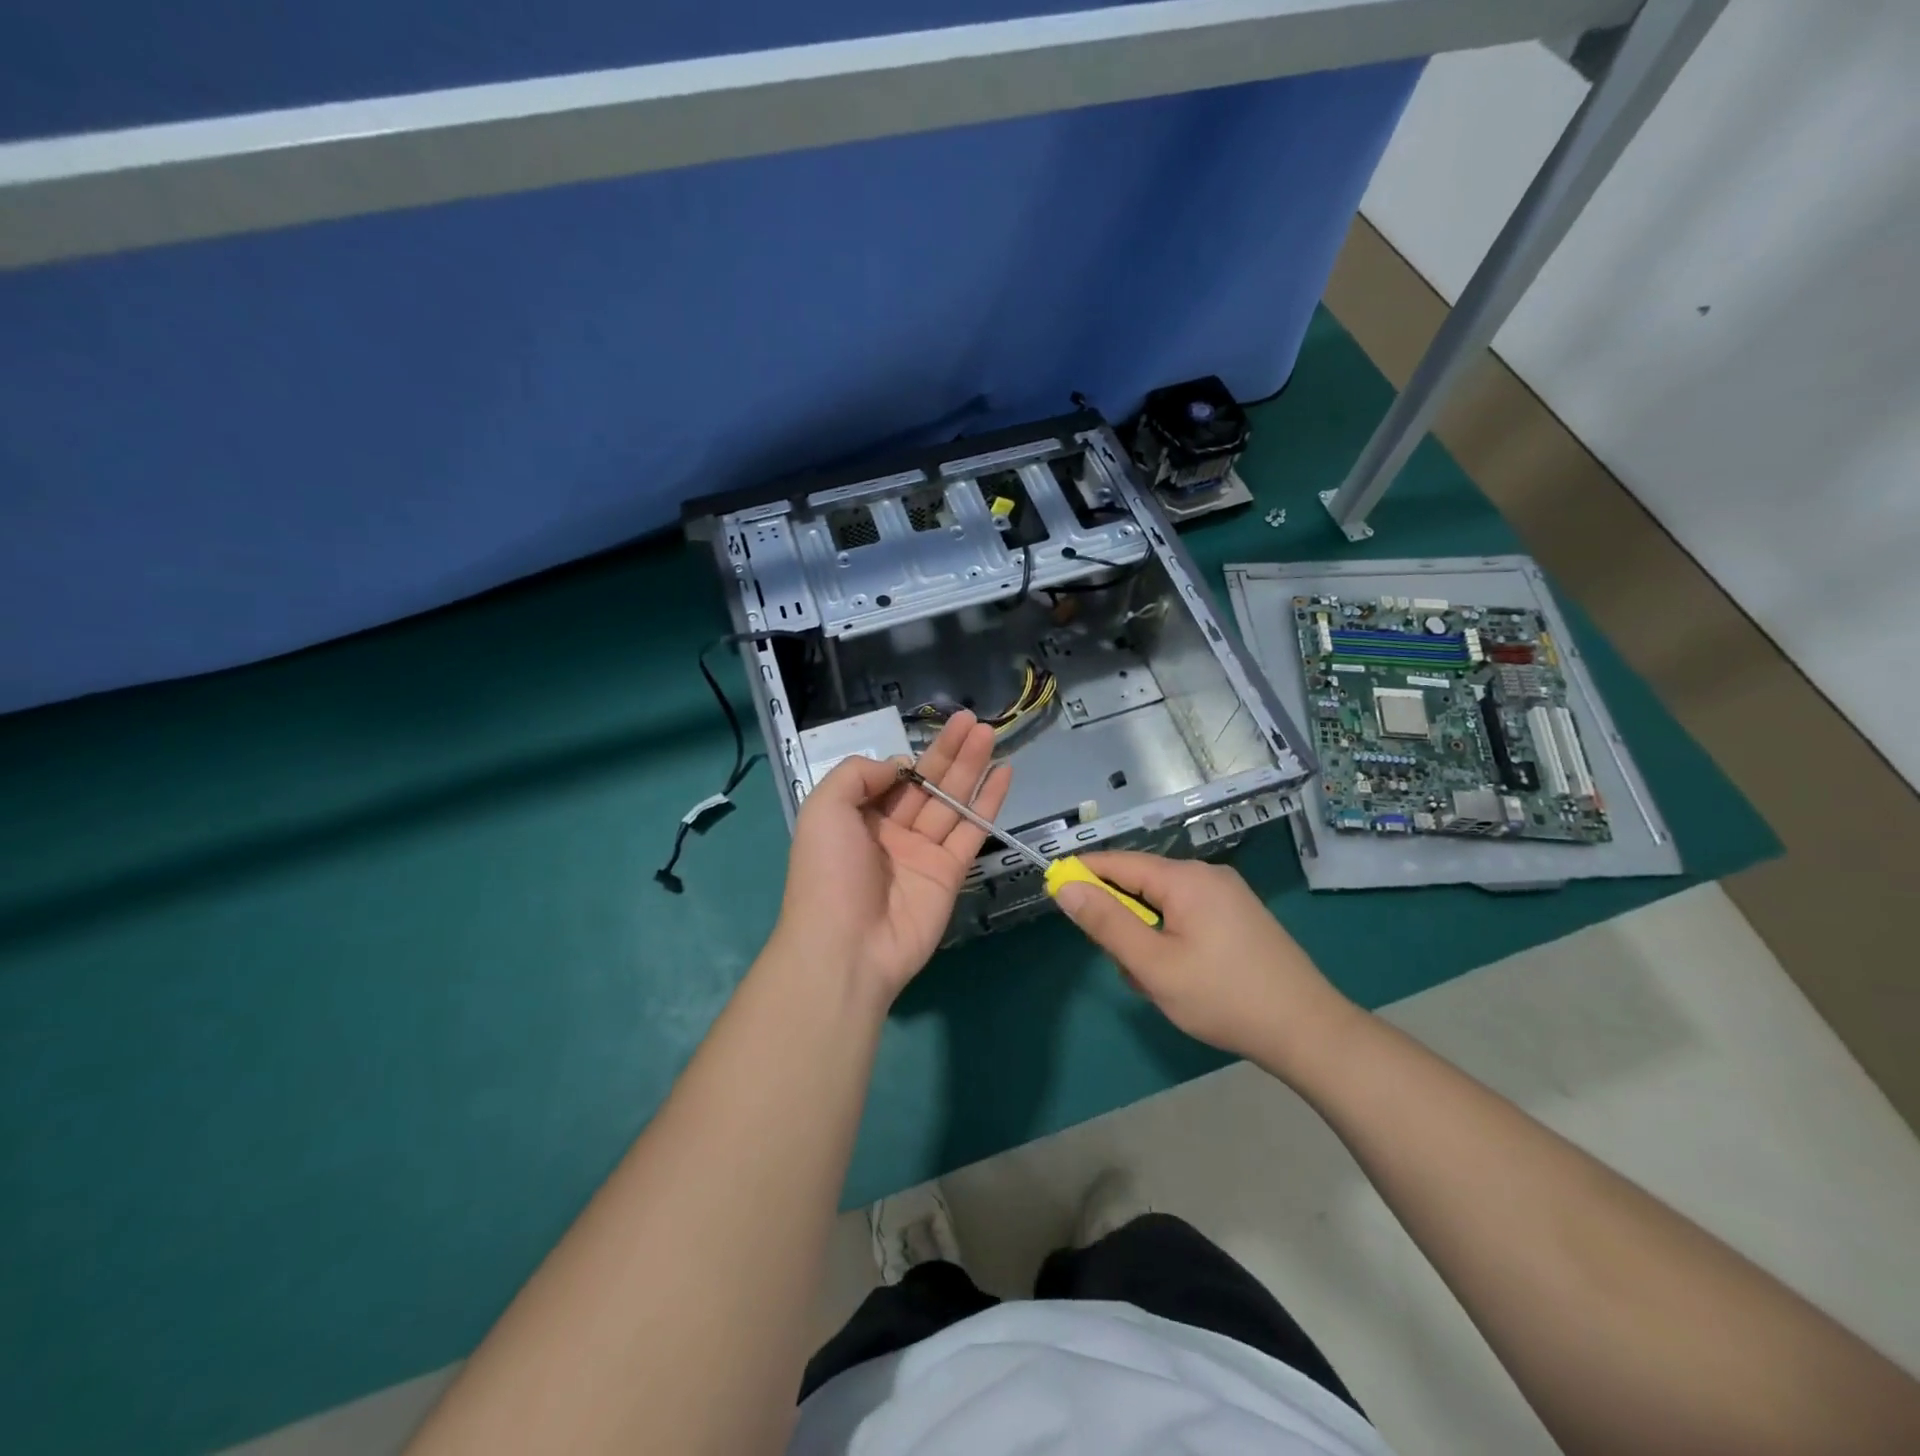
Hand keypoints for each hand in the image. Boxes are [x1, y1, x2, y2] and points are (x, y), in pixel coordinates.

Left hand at [770, 712, 1009, 1003]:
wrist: (847, 947)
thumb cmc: (828, 872)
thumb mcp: (823, 809)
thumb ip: (857, 775)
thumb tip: (898, 767)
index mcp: (858, 817)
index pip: (891, 779)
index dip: (912, 758)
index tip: (929, 739)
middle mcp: (891, 832)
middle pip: (927, 784)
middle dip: (950, 751)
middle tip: (975, 720)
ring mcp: (922, 853)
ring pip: (952, 802)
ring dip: (972, 768)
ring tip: (991, 734)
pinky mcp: (950, 873)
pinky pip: (972, 831)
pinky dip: (989, 803)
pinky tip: (1003, 774)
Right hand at [1052, 851, 1357, 1075]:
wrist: (1308, 1031)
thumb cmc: (1223, 997)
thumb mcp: (1154, 965)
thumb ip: (1106, 923)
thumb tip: (1066, 887)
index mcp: (1186, 879)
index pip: (1118, 863)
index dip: (1083, 873)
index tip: (1054, 890)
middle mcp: (1207, 876)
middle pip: (1142, 885)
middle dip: (1123, 921)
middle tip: (1125, 966)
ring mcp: (1229, 896)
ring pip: (1164, 906)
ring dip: (1148, 938)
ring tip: (1158, 984)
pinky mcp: (1241, 917)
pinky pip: (1188, 917)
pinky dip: (1172, 941)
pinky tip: (1182, 978)